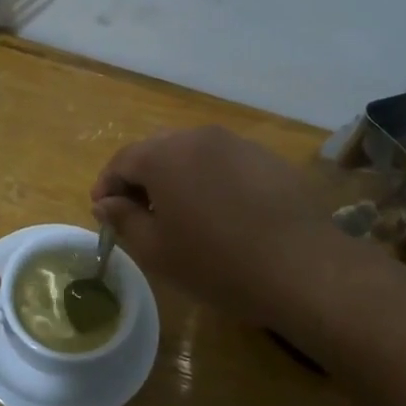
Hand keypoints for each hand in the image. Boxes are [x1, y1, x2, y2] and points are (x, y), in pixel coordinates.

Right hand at [91, 127, 340, 325]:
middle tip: (137, 215)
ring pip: (192, 154)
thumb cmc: (217, 263)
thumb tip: (105, 203)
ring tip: (179, 215)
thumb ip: (123, 220)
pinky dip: (209, 181)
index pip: (122, 161)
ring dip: (176, 178)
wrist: (302, 268)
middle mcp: (199, 137)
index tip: (102, 214)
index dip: (107, 187)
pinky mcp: (267, 158)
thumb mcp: (157, 250)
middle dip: (140, 179)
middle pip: (156, 151)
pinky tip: (220, 213)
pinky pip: (224, 163)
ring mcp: (237, 143)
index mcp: (165, 155)